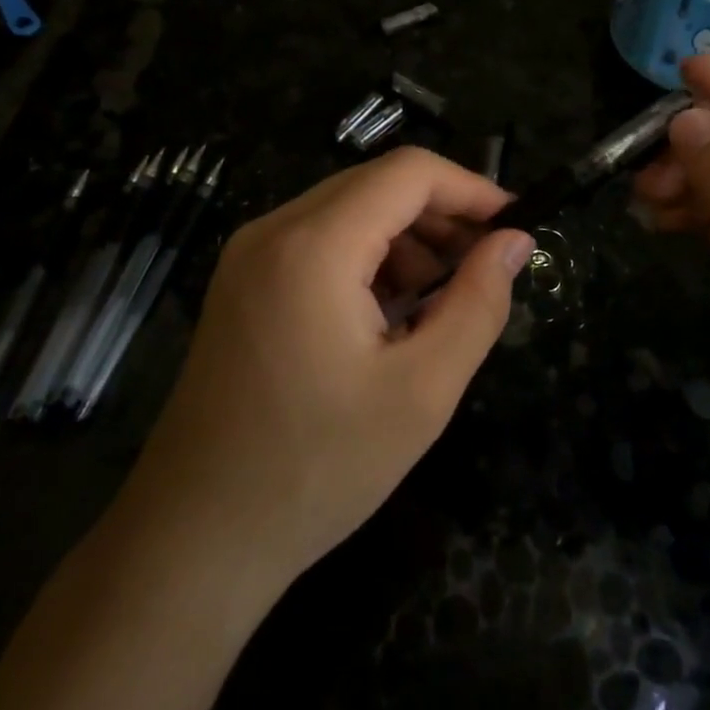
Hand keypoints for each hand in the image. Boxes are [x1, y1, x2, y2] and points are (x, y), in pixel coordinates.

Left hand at [125, 147, 535, 598]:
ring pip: (349, 210)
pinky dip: (367, 258)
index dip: (470, 188)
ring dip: (405, 239)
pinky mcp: (242, 282)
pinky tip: (389, 315)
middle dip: (440, 215)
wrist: (194, 537)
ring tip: (439, 301)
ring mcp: (249, 254)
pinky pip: (319, 241)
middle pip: (376, 184)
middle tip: (485, 266)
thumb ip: (478, 303)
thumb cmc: (317, 468)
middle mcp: (273, 229)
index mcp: (314, 245)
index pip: (408, 172)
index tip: (514, 226)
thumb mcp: (422, 391)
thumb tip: (515, 242)